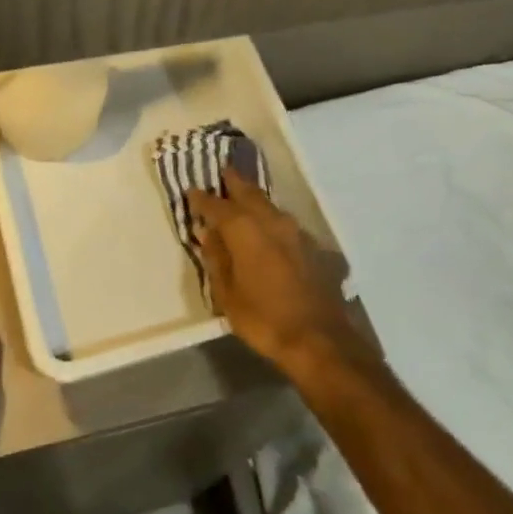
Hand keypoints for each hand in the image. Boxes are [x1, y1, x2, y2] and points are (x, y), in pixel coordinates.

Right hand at [188, 171, 366, 380]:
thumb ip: (217, 259)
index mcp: (244, 229)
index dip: (202, 198)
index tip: (192, 191)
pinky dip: (271, 220)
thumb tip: (209, 234)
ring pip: (270, 205)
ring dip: (255, 199)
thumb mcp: (227, 294)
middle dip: (234, 183)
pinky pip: (285, 223)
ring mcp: (296, 232)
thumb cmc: (264, 319)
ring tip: (243, 197)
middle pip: (249, 193)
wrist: (320, 340)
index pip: (217, 205)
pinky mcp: (313, 247)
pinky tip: (269, 229)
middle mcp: (271, 221)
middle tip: (223, 173)